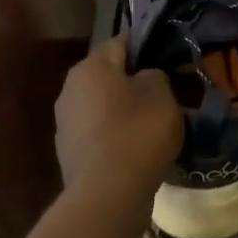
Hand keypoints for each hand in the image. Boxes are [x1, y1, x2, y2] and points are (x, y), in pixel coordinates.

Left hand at [55, 37, 181, 202]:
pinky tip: (138, 150)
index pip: (122, 42)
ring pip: (104, 106)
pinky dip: (118, 136)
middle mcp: (70, 89)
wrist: (107, 195)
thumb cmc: (137, 133)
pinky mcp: (70, 153)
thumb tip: (147, 76)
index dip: (149, 47)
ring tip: (155, 124)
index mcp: (90, 67)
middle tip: (168, 94)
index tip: (171, 61)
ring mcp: (66, 123)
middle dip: (136, 82)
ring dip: (126, 111)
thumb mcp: (161, 94)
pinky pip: (100, 134)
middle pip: (110, 76)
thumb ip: (155, 74)